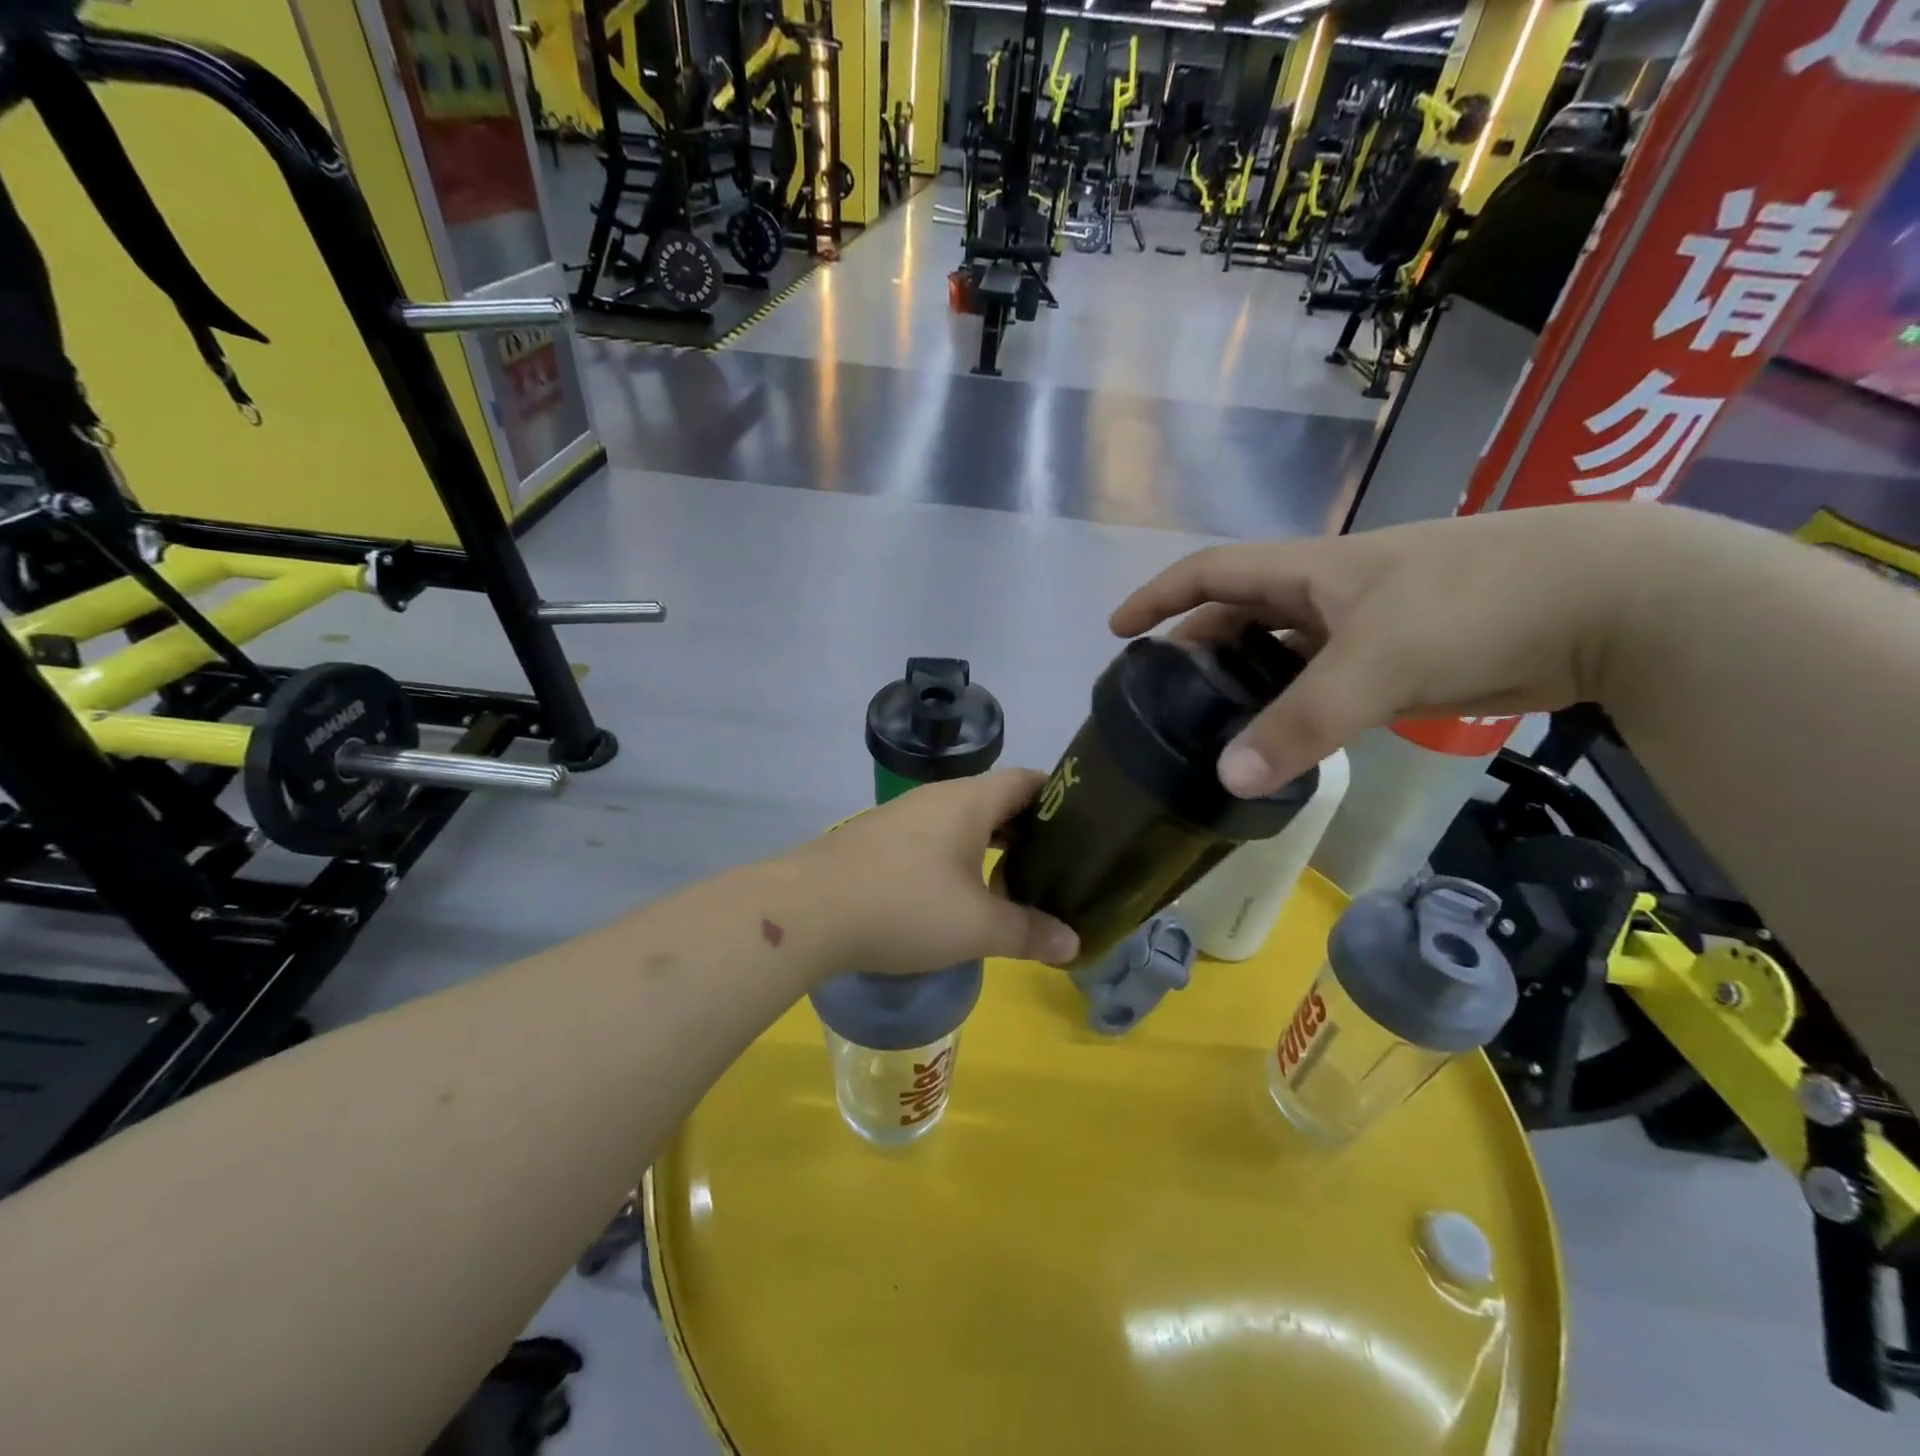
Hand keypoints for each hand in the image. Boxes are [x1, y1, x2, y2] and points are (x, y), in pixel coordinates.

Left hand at [800, 769, 1080, 975]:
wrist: (807, 910)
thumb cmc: (905, 906)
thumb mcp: (976, 927)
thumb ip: (1028, 933)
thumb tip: (1073, 945)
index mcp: (969, 801)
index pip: (1026, 780)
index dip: (1059, 797)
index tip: (1085, 825)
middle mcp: (937, 798)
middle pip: (995, 800)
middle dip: (1027, 830)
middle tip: (1058, 863)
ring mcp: (902, 817)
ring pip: (961, 821)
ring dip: (989, 846)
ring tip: (1014, 882)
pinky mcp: (877, 840)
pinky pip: (932, 838)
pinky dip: (956, 857)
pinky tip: (958, 894)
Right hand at [1111, 503, 1677, 797]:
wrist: (1607, 601)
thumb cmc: (1473, 604)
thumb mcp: (1376, 661)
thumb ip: (1300, 721)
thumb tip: (1227, 777)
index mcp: (1306, 573)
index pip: (1209, 573)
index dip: (1159, 596)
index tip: (1118, 630)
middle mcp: (1325, 594)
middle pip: (1238, 613)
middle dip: (1195, 644)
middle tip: (1162, 693)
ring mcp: (1363, 626)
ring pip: (1280, 652)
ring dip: (1244, 680)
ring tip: (1209, 723)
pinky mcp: (1398, 659)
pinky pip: (1321, 681)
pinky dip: (1293, 704)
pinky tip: (1281, 737)